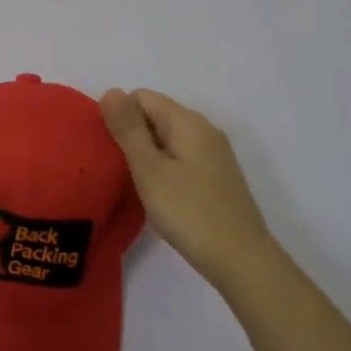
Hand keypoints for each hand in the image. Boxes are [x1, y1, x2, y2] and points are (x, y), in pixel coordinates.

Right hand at [100, 88, 273, 289]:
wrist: (240, 260)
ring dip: (146, 155)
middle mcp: (204, 131)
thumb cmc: (189, 211)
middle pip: (156, 116)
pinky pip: (180, 159)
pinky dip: (163, 169)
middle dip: (132, 135)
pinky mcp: (216, 178)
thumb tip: (111, 90)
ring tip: (135, 184)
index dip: (120, 116)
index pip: (142, 97)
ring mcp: (214, 155)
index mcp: (188, 122)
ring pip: (167, 139)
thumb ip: (128, 129)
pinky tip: (158, 196)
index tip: (110, 150)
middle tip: (118, 169)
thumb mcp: (149, 169)